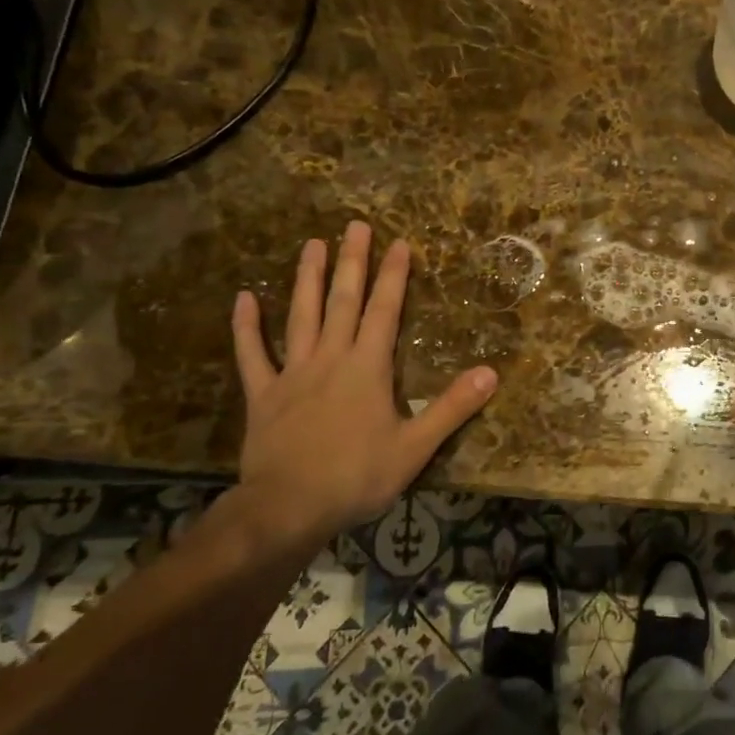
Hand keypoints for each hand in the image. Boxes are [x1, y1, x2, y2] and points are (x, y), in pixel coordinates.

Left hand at [229, 221, 498, 545]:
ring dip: (307, 279)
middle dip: (352, 262)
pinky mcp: (263, 395)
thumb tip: (491, 372)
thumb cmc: (356, 477)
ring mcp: (293, 373)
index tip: (398, 242)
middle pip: (343, 301)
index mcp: (367, 367)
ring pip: (301, 316)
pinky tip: (243, 298)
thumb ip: (452, 407)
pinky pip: (252, 355)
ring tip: (312, 244)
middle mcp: (330, 358)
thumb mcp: (415, 447)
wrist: (287, 509)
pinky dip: (247, 327)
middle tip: (355, 225)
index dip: (393, 275)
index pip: (384, 310)